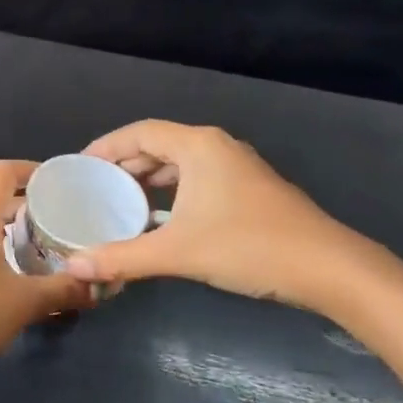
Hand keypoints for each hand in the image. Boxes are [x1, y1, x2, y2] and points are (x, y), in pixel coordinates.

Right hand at [65, 121, 381, 311]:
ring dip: (149, 181)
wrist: (329, 270)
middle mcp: (216, 147)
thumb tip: (73, 267)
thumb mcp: (177, 252)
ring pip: (180, 164)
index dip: (106, 147)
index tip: (80, 167)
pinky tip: (161, 221)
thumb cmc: (248, 247)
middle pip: (158, 145)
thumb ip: (121, 258)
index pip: (139, 133)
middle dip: (124, 166)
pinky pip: (198, 180)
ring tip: (121, 205)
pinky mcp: (250, 190)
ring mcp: (237, 168)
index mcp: (198, 146)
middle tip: (95, 189)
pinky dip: (172, 193)